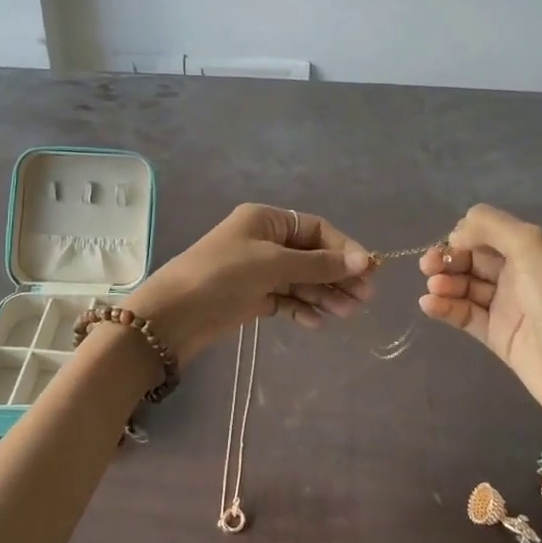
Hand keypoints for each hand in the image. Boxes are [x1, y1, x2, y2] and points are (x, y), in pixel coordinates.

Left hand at [124, 204, 372, 362]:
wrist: (173, 315)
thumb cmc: (223, 276)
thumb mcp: (273, 264)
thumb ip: (319, 264)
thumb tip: (364, 261)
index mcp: (266, 220)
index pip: (316, 229)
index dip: (344, 248)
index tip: (368, 272)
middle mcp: (263, 240)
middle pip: (311, 254)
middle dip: (337, 275)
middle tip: (363, 299)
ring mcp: (257, 269)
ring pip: (301, 279)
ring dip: (324, 294)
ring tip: (347, 314)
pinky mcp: (251, 297)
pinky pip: (285, 298)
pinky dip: (302, 308)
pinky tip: (318, 322)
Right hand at [419, 204, 541, 445]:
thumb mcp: (529, 247)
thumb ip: (491, 226)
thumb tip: (456, 235)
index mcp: (528, 251)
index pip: (486, 233)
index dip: (464, 235)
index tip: (450, 245)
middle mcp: (517, 274)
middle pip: (472, 259)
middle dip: (447, 258)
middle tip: (427, 266)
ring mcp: (505, 306)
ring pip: (465, 286)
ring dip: (444, 283)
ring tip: (434, 288)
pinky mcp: (496, 335)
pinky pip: (464, 314)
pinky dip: (444, 307)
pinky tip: (428, 304)